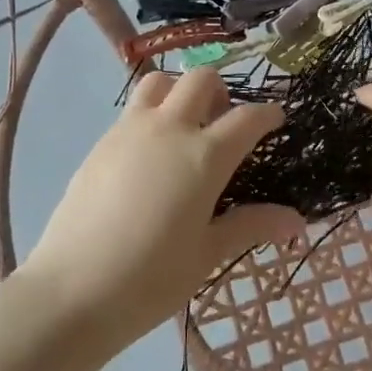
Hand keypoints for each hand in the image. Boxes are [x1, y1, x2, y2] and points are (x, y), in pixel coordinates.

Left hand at [19, 70, 304, 346]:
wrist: (72, 291)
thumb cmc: (151, 278)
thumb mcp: (208, 253)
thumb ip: (252, 225)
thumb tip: (299, 221)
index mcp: (205, 155)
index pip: (247, 118)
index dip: (267, 114)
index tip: (276, 119)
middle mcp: (170, 128)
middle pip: (201, 79)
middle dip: (222, 91)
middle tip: (224, 122)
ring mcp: (130, 130)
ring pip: (161, 81)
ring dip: (180, 91)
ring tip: (184, 125)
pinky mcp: (102, 141)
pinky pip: (133, 108)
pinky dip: (152, 113)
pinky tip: (150, 153)